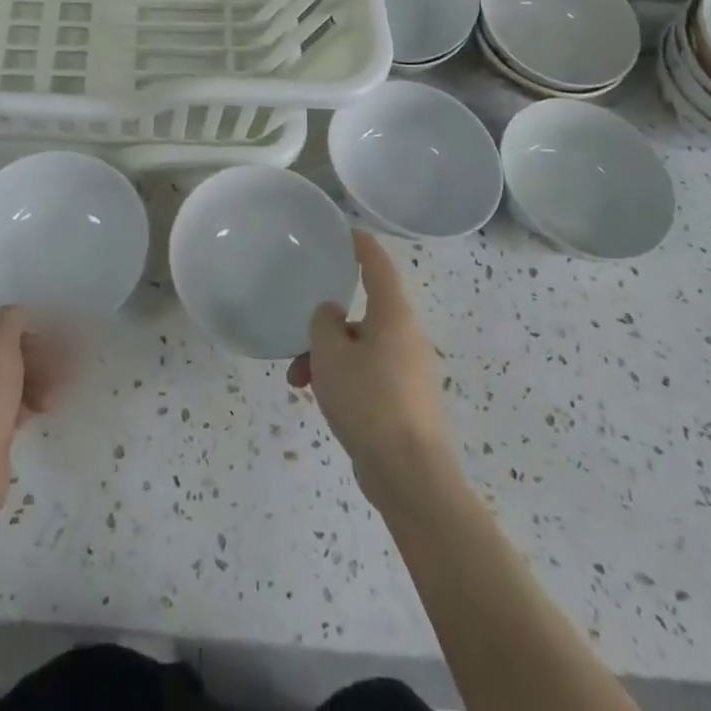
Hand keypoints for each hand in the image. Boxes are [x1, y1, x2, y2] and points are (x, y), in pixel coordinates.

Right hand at [289, 231, 452, 512]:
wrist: (411, 478)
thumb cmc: (369, 401)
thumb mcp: (330, 353)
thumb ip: (324, 323)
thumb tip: (334, 317)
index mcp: (393, 316)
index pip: (378, 267)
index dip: (362, 246)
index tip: (347, 231)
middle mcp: (407, 338)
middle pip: (363, 315)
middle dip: (326, 328)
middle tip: (299, 345)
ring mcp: (410, 373)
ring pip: (361, 349)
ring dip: (328, 360)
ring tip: (300, 383)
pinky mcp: (406, 404)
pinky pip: (369, 376)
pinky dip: (344, 381)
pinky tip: (323, 404)